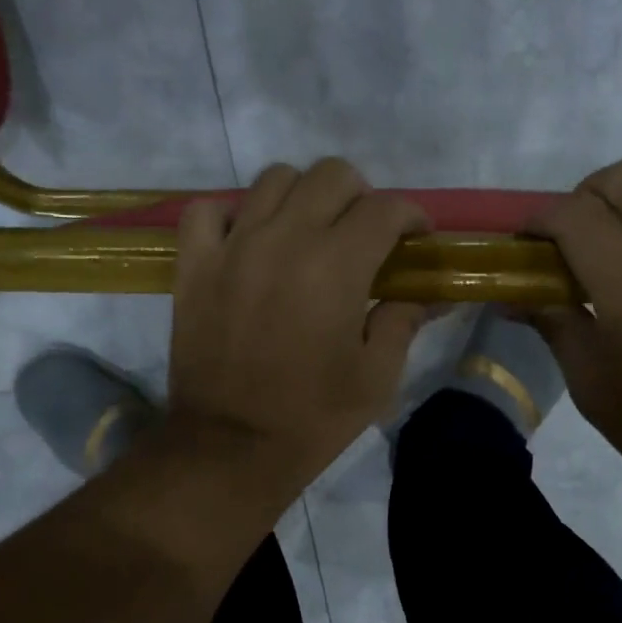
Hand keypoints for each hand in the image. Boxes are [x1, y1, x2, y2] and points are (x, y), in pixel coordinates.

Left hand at [168, 159, 429, 493]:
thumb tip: (427, 294)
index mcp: (338, 265)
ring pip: (274, 179)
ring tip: (309, 233)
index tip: (416, 238)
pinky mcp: (194, 266)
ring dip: (303, 197)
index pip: (385, 207)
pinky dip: (231, 214)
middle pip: (331, 175)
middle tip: (365, 236)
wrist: (232, 447)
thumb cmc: (314, 417)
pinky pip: (207, 210)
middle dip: (361, 197)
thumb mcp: (377, 376)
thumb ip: (404, 320)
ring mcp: (233, 247)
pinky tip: (247, 240)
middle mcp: (285, 239)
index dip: (411, 216)